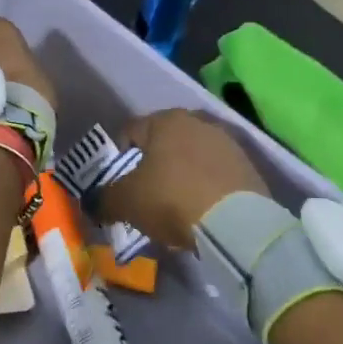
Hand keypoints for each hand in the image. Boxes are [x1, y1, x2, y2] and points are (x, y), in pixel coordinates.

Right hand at [100, 109, 267, 249]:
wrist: (235, 224)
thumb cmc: (171, 199)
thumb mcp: (126, 202)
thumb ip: (104, 199)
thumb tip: (93, 202)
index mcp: (165, 120)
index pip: (130, 131)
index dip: (118, 157)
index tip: (118, 183)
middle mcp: (198, 121)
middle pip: (164, 143)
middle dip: (152, 165)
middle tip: (145, 195)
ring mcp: (227, 143)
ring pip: (192, 157)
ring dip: (181, 175)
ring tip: (175, 206)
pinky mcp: (249, 166)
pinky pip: (216, 174)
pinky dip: (205, 187)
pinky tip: (201, 210)